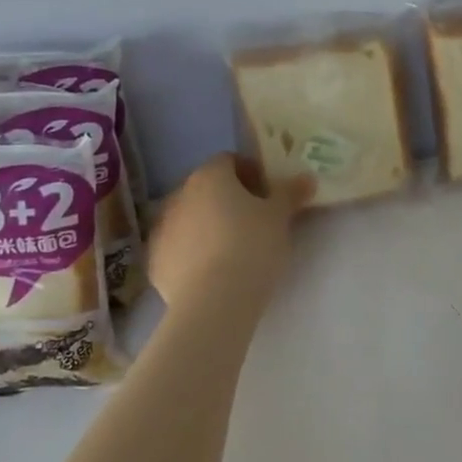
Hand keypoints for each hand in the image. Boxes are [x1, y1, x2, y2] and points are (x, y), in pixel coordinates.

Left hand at [148, 154, 313, 309]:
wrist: (215, 301)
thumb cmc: (252, 245)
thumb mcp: (280, 216)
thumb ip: (291, 192)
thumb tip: (306, 178)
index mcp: (209, 177)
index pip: (229, 161)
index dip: (251, 173)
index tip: (268, 193)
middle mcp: (179, 196)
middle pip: (207, 189)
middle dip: (229, 199)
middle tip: (255, 220)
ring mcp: (161, 230)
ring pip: (190, 219)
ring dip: (209, 225)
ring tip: (234, 249)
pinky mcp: (154, 263)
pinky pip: (179, 248)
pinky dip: (194, 253)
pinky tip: (214, 271)